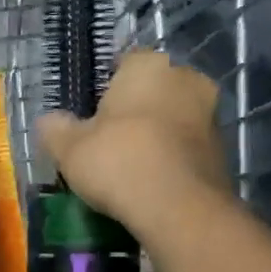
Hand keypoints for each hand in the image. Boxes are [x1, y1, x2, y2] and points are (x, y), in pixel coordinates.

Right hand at [37, 50, 226, 232]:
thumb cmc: (118, 161)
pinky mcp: (222, 150)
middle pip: (152, 89)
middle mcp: (186, 79)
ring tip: (130, 165)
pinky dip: (171, 157)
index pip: (123, 63)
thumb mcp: (69, 148)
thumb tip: (47, 121)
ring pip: (173, 117)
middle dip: (134, 109)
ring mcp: (210, 114)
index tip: (91, 113)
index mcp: (148, 66)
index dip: (105, 87)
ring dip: (156, 134)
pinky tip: (151, 181)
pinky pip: (186, 146)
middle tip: (108, 139)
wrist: (179, 208)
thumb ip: (55, 129)